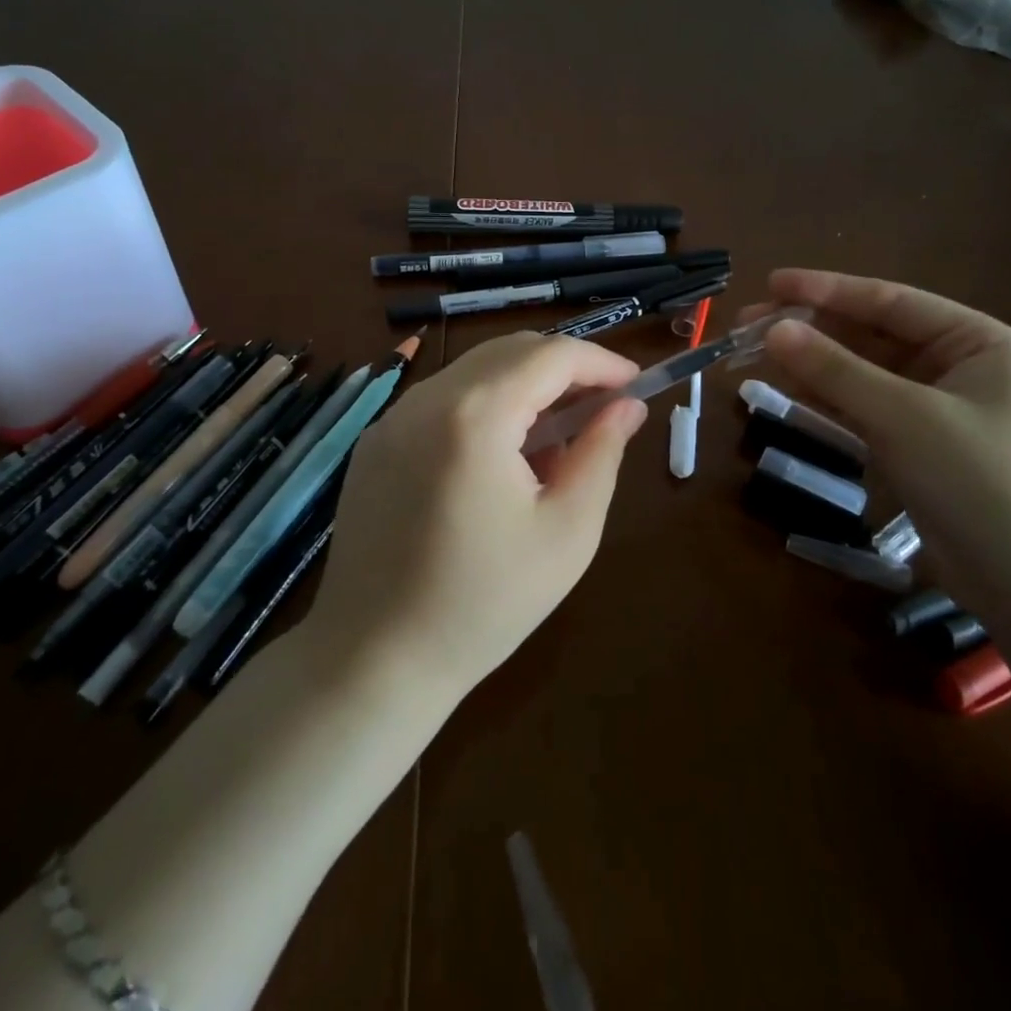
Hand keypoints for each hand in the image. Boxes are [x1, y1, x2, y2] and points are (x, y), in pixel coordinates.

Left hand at [306, 332, 646, 703]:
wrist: (375, 659)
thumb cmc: (484, 603)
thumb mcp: (567, 531)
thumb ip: (601, 454)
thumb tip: (627, 407)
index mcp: (475, 414)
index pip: (551, 355)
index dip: (601, 362)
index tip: (635, 385)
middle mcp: (426, 398)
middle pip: (510, 351)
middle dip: (565, 368)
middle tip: (603, 406)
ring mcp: (392, 418)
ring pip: (475, 371)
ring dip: (525, 386)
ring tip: (557, 436)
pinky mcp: (376, 442)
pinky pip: (442, 400)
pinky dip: (485, 406)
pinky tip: (502, 456)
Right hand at [743, 269, 1010, 626]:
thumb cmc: (982, 483)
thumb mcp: (904, 418)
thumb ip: (836, 370)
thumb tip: (775, 329)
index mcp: (978, 342)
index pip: (891, 302)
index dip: (827, 290)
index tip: (772, 282)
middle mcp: (959, 367)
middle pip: (872, 335)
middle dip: (811, 328)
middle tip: (749, 323)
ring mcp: (937, 409)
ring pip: (862, 373)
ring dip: (812, 363)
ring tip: (753, 352)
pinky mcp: (918, 447)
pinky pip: (863, 408)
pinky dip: (826, 398)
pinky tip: (785, 387)